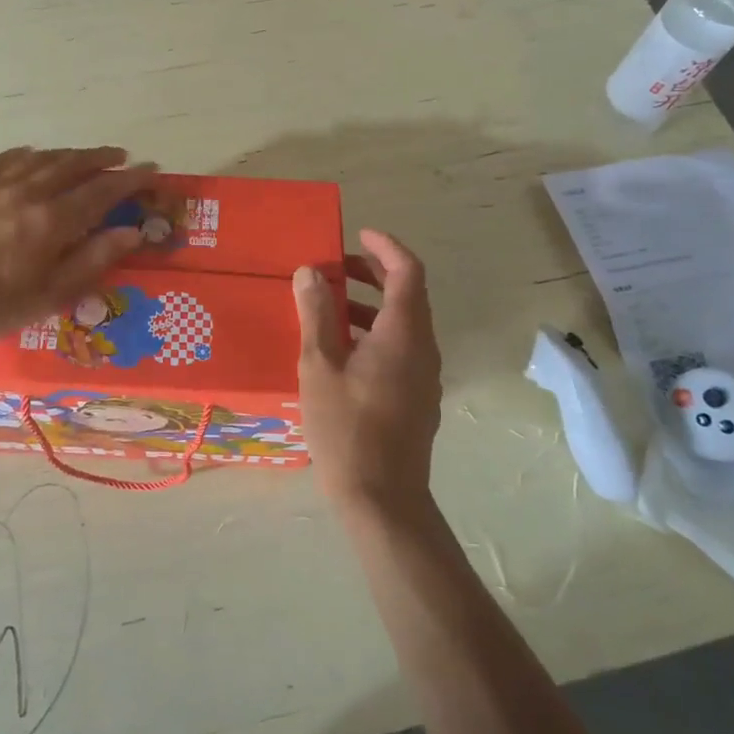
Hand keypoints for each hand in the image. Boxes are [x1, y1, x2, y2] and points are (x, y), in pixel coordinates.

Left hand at [0, 146, 154, 338]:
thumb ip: (93, 259)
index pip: (103, 191)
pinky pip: (7, 159)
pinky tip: (34, 155)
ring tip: (85, 156)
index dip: (131, 179)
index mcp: (54, 220)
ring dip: (70, 154)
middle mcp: (31, 192)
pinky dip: (28, 154)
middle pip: (75, 164)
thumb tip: (132, 232)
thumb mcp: (52, 293)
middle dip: (103, 158)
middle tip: (122, 156)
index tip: (152, 170)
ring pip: (44, 157)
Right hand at [292, 230, 443, 518]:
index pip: (408, 271)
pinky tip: (338, 350)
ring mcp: (423, 375)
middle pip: (407, 294)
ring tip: (325, 307)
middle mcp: (422, 348)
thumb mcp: (319, 365)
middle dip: (372, 273)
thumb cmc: (346, 428)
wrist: (383, 500)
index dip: (385, 246)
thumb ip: (316, 314)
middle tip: (333, 267)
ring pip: (401, 323)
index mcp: (404, 334)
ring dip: (367, 305)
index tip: (357, 234)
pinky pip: (399, 348)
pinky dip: (372, 333)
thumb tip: (310, 271)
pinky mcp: (416, 397)